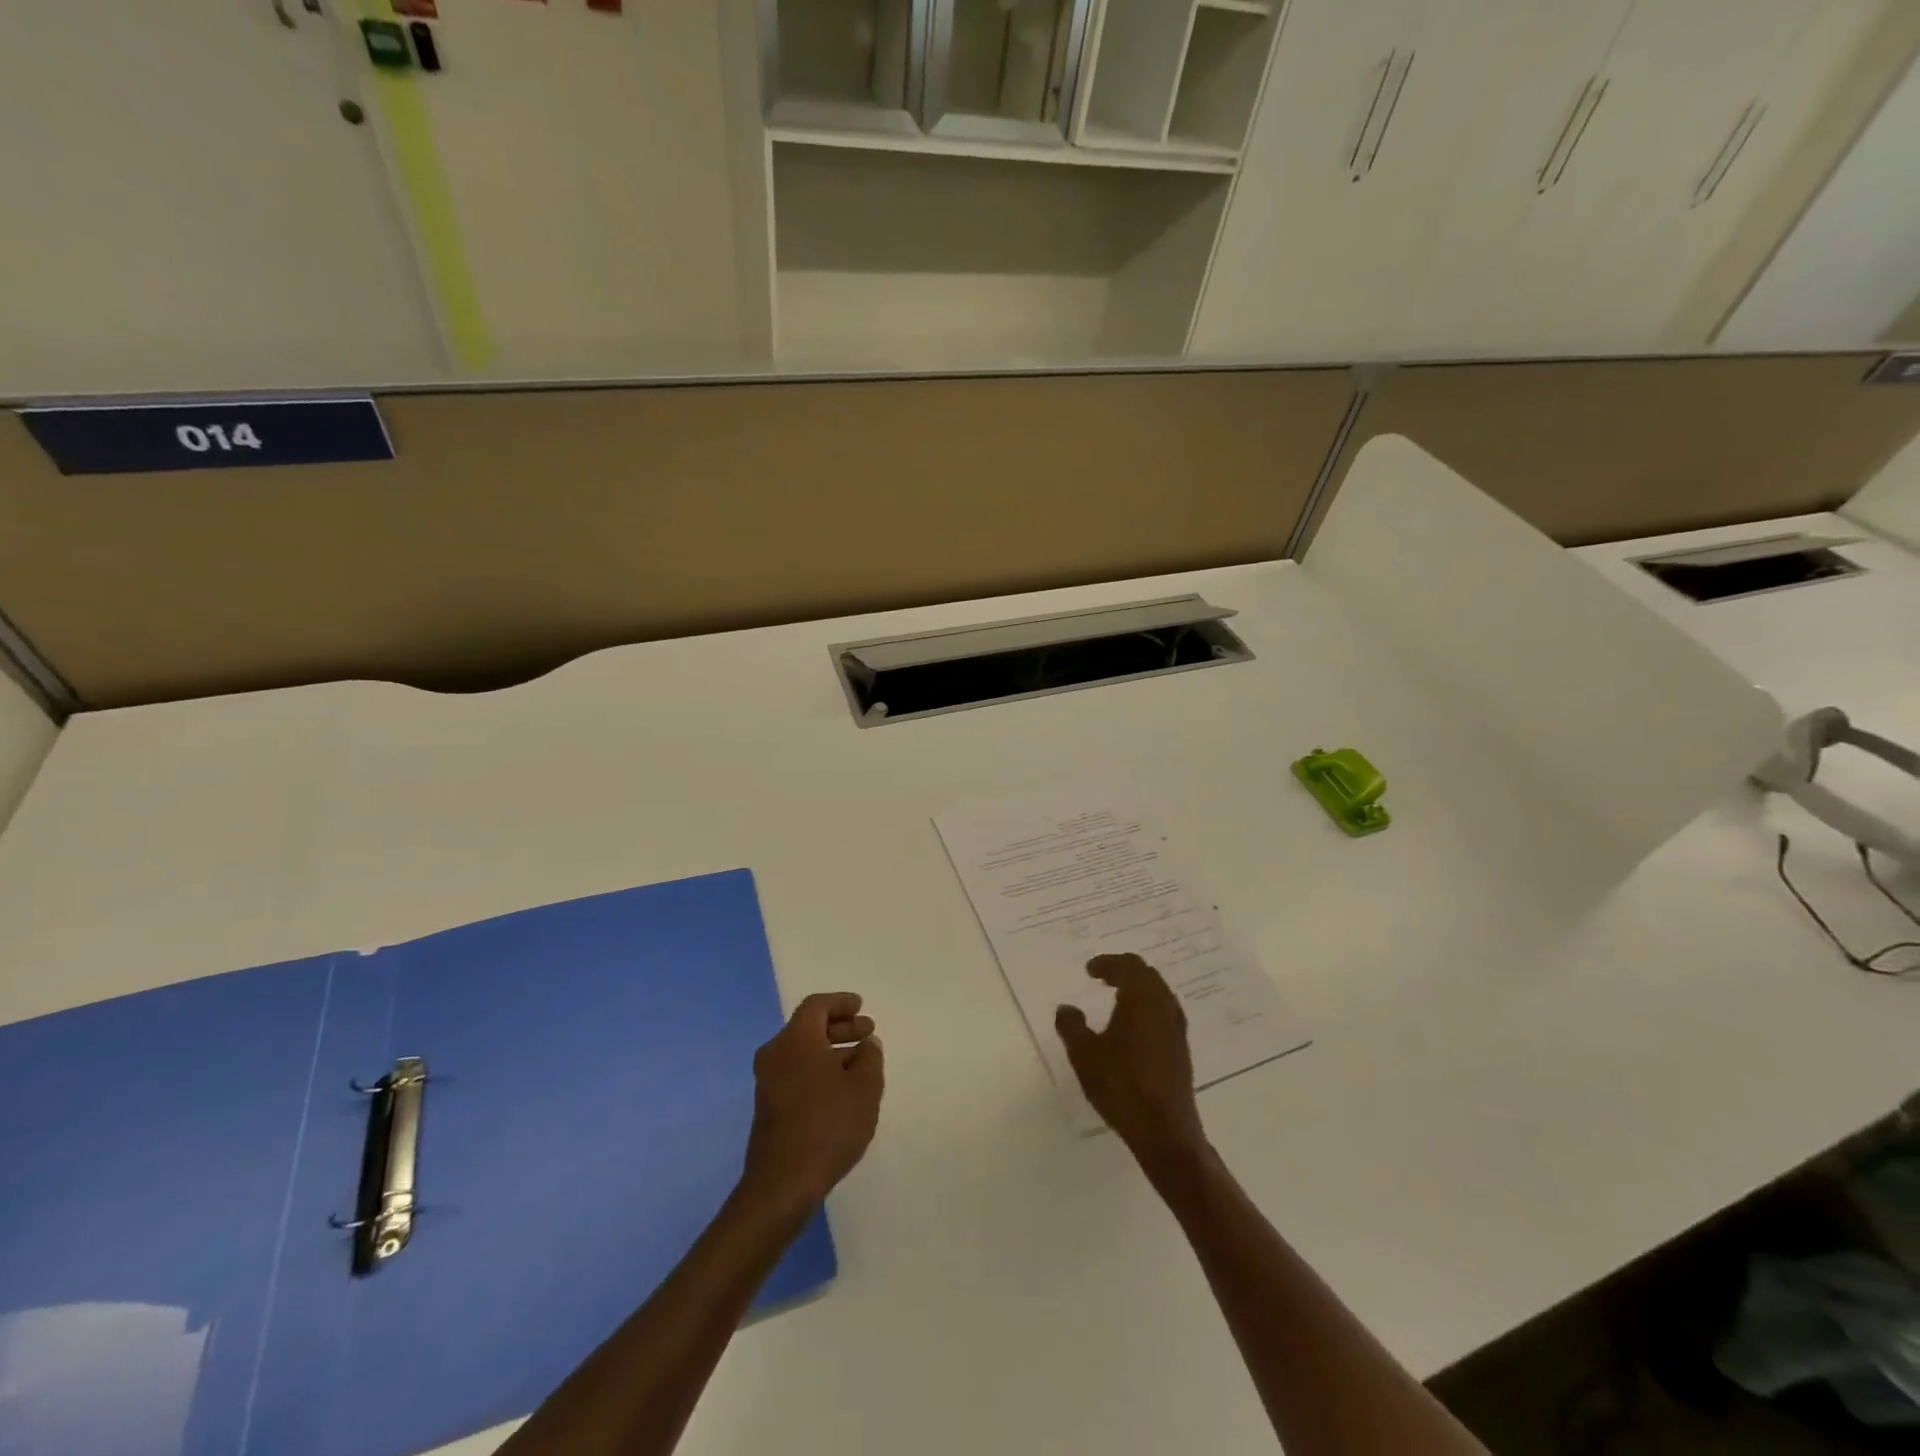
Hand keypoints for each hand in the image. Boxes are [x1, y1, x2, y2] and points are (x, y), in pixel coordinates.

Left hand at [741, 992, 883, 1208]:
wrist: (782, 1184)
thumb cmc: (828, 1125)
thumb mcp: (864, 1087)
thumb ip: (870, 1058)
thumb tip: (866, 1044)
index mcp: (796, 1039)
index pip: (817, 1005)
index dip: (841, 1003)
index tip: (861, 1007)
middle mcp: (776, 1053)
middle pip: (808, 1027)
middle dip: (840, 1027)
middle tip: (867, 1033)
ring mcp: (768, 1081)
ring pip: (802, 1051)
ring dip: (831, 1050)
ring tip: (860, 1063)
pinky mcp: (768, 1106)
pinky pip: (796, 1072)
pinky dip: (818, 1069)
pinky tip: (841, 1088)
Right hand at [1056, 955, 1206, 1166]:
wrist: (1164, 1131)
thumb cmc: (1121, 1085)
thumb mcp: (1085, 1055)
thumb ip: (1072, 1026)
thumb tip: (1066, 1008)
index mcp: (1142, 999)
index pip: (1128, 966)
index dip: (1108, 963)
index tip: (1089, 970)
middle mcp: (1164, 1007)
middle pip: (1147, 975)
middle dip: (1125, 971)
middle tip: (1103, 977)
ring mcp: (1176, 1029)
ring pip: (1159, 994)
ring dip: (1138, 990)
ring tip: (1117, 998)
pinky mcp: (1181, 1050)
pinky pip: (1164, 1014)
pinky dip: (1147, 1008)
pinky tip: (1133, 1028)